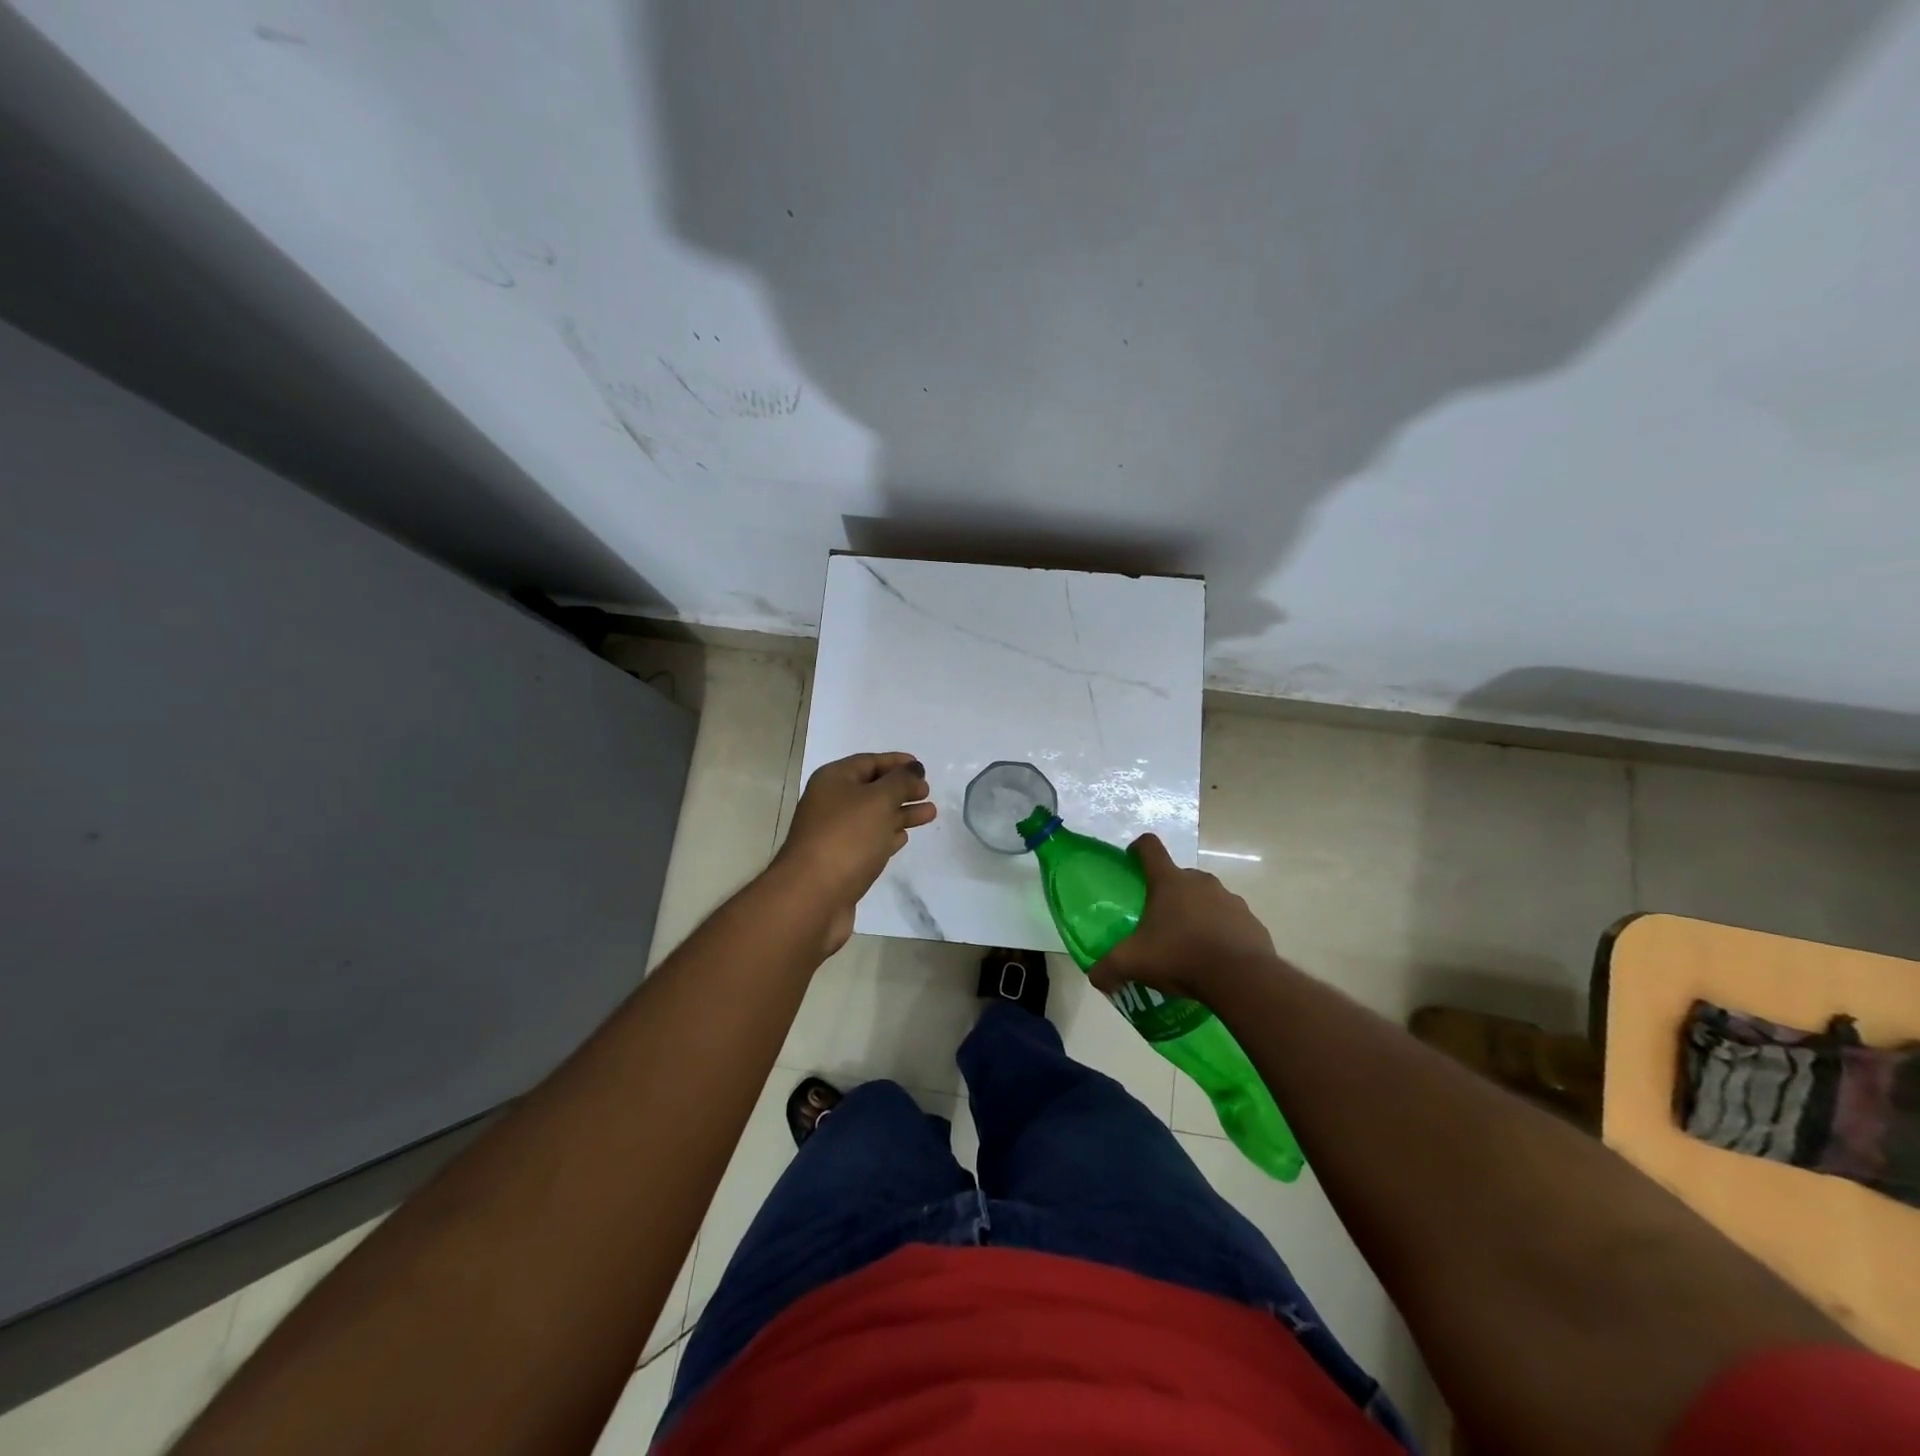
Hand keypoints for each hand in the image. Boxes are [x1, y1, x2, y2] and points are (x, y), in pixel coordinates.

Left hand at [772, 752, 935, 953]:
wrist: (812, 897)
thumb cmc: (846, 838)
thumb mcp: (878, 800)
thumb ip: (900, 782)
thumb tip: (913, 769)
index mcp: (833, 780)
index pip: (868, 762)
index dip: (896, 762)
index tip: (921, 766)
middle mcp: (830, 804)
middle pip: (871, 790)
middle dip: (901, 789)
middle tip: (928, 792)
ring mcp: (834, 835)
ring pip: (873, 817)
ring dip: (901, 813)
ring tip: (930, 814)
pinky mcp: (841, 863)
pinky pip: (868, 842)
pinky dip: (887, 836)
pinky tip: (904, 837)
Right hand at [1089, 833, 1277, 1003]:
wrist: (1241, 979)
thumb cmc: (1180, 956)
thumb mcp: (1133, 963)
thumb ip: (1108, 968)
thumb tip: (1095, 977)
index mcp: (1169, 882)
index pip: (1150, 847)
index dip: (1138, 849)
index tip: (1132, 861)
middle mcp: (1201, 882)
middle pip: (1179, 876)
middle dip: (1168, 894)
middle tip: (1159, 922)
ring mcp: (1230, 900)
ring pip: (1207, 899)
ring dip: (1197, 913)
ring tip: (1189, 945)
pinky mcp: (1251, 921)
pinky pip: (1231, 921)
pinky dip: (1221, 933)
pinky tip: (1215, 958)